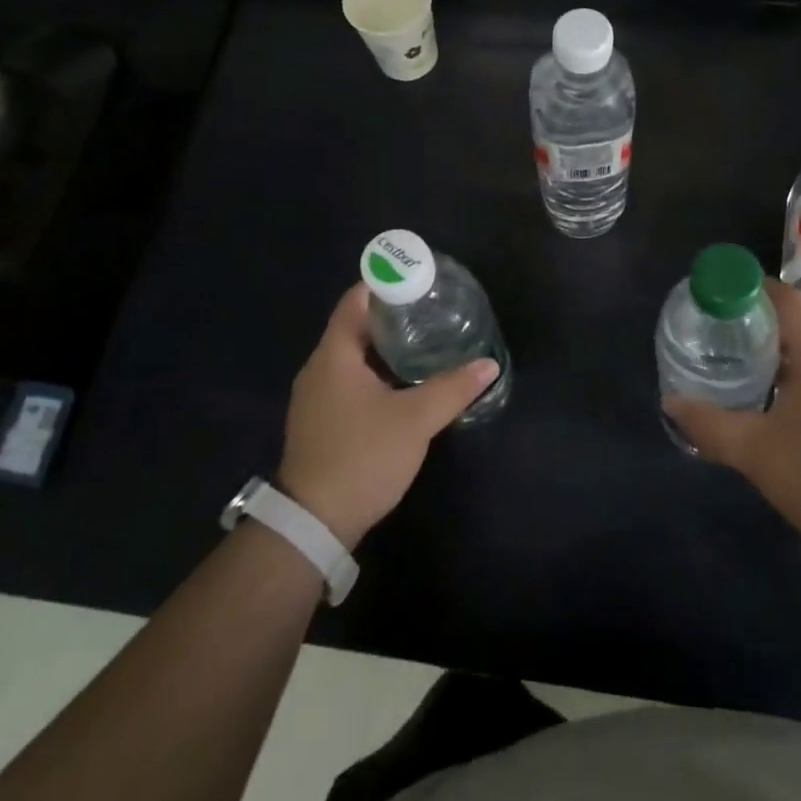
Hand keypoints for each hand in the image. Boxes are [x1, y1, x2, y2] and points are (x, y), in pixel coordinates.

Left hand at [277, 284, 498, 550]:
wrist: (313, 523)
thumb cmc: (361, 457)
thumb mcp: (414, 421)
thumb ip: (452, 389)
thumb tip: (487, 365)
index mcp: (334, 355)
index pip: (356, 300)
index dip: (385, 283)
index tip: (417, 277)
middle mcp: (320, 368)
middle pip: (356, 326)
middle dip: (393, 314)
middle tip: (432, 308)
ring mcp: (318, 396)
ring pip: (354, 356)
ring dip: (387, 346)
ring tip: (426, 339)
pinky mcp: (323, 420)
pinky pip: (352, 379)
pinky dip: (378, 371)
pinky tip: (406, 381)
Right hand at [665, 279, 800, 571]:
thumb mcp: (756, 452)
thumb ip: (711, 425)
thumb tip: (671, 402)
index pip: (786, 299)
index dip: (750, 288)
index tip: (715, 296)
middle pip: (793, 321)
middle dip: (752, 319)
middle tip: (713, 329)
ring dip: (768, 349)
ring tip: (730, 359)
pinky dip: (784, 372)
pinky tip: (762, 398)